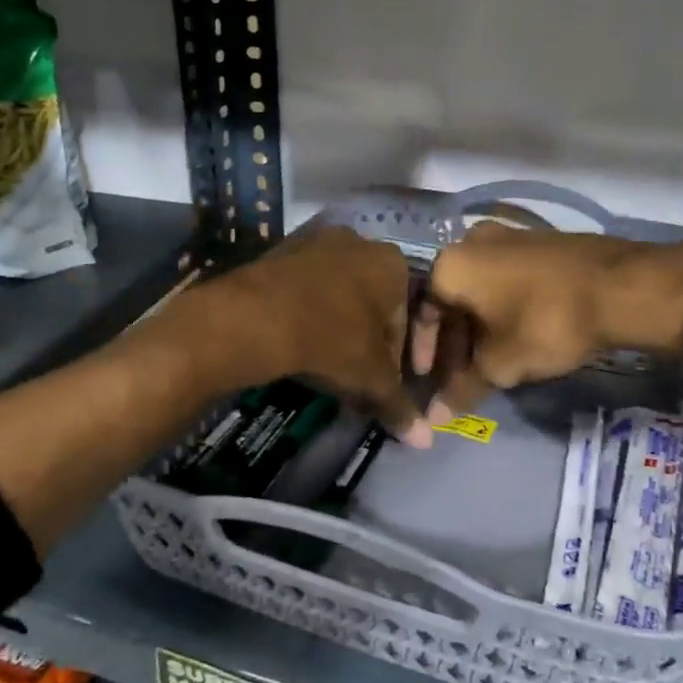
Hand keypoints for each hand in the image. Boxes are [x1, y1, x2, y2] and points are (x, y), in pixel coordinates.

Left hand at [202, 225, 426, 441]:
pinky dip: (306, 316)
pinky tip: (296, 344)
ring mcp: (315, 242)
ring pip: (336, 297)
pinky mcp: (279, 251)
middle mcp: (359, 242)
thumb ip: (399, 405)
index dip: (397, 361)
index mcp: (393, 263)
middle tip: (353, 378)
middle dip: (365, 342)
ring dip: (335, 329)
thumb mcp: (371, 378)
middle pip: (371, 305)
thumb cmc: (331, 340)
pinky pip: (304, 290)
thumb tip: (425, 441)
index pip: (406, 320)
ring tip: (322, 366)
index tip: (382, 387)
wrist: (257, 316)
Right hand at [411, 222, 682, 415]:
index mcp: (450, 264)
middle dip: (455, 342)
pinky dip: (503, 307)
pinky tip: (518, 334)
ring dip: (479, 326)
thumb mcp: (501, 364)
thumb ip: (463, 389)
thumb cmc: (546, 323)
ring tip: (492, 361)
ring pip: (480, 289)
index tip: (431, 381)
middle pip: (452, 300)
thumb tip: (434, 419)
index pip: (422, 313)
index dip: (425, 352)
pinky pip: (506, 278)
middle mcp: (471, 241)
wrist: (624, 287)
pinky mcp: (539, 239)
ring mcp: (508, 235)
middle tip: (463, 376)